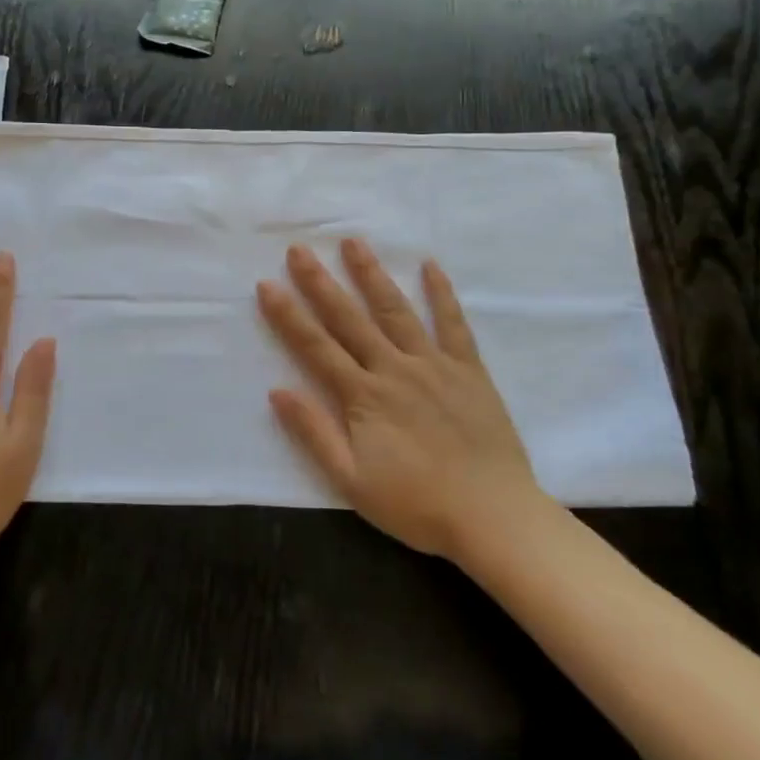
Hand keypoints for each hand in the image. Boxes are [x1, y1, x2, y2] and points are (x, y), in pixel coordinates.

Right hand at [256, 239, 547, 562]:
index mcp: (363, 397)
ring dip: (372, 275)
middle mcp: (394, 369)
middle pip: (350, 319)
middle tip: (300, 249)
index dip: (288, 315)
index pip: (316, 347)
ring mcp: (434, 365)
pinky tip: (430, 266)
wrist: (492, 516)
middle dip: (321, 282)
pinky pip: (453, 324)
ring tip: (353, 242)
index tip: (267, 283)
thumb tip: (277, 391)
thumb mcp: (351, 481)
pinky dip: (442, 293)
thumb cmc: (416, 504)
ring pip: (396, 310)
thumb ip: (314, 433)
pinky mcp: (469, 370)